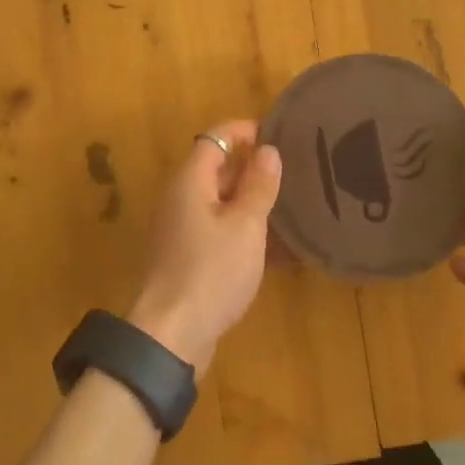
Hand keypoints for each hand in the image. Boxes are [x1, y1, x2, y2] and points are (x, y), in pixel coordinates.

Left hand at [129, 121, 281, 375]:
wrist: (172, 334)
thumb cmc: (212, 271)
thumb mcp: (245, 225)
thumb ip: (258, 185)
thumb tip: (267, 150)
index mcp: (190, 181)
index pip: (215, 138)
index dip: (244, 130)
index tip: (278, 132)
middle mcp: (180, 198)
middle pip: (216, 168)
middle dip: (251, 166)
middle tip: (292, 169)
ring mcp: (180, 229)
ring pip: (219, 201)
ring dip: (249, 200)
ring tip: (289, 204)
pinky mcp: (185, 256)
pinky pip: (217, 229)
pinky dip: (242, 229)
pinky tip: (274, 246)